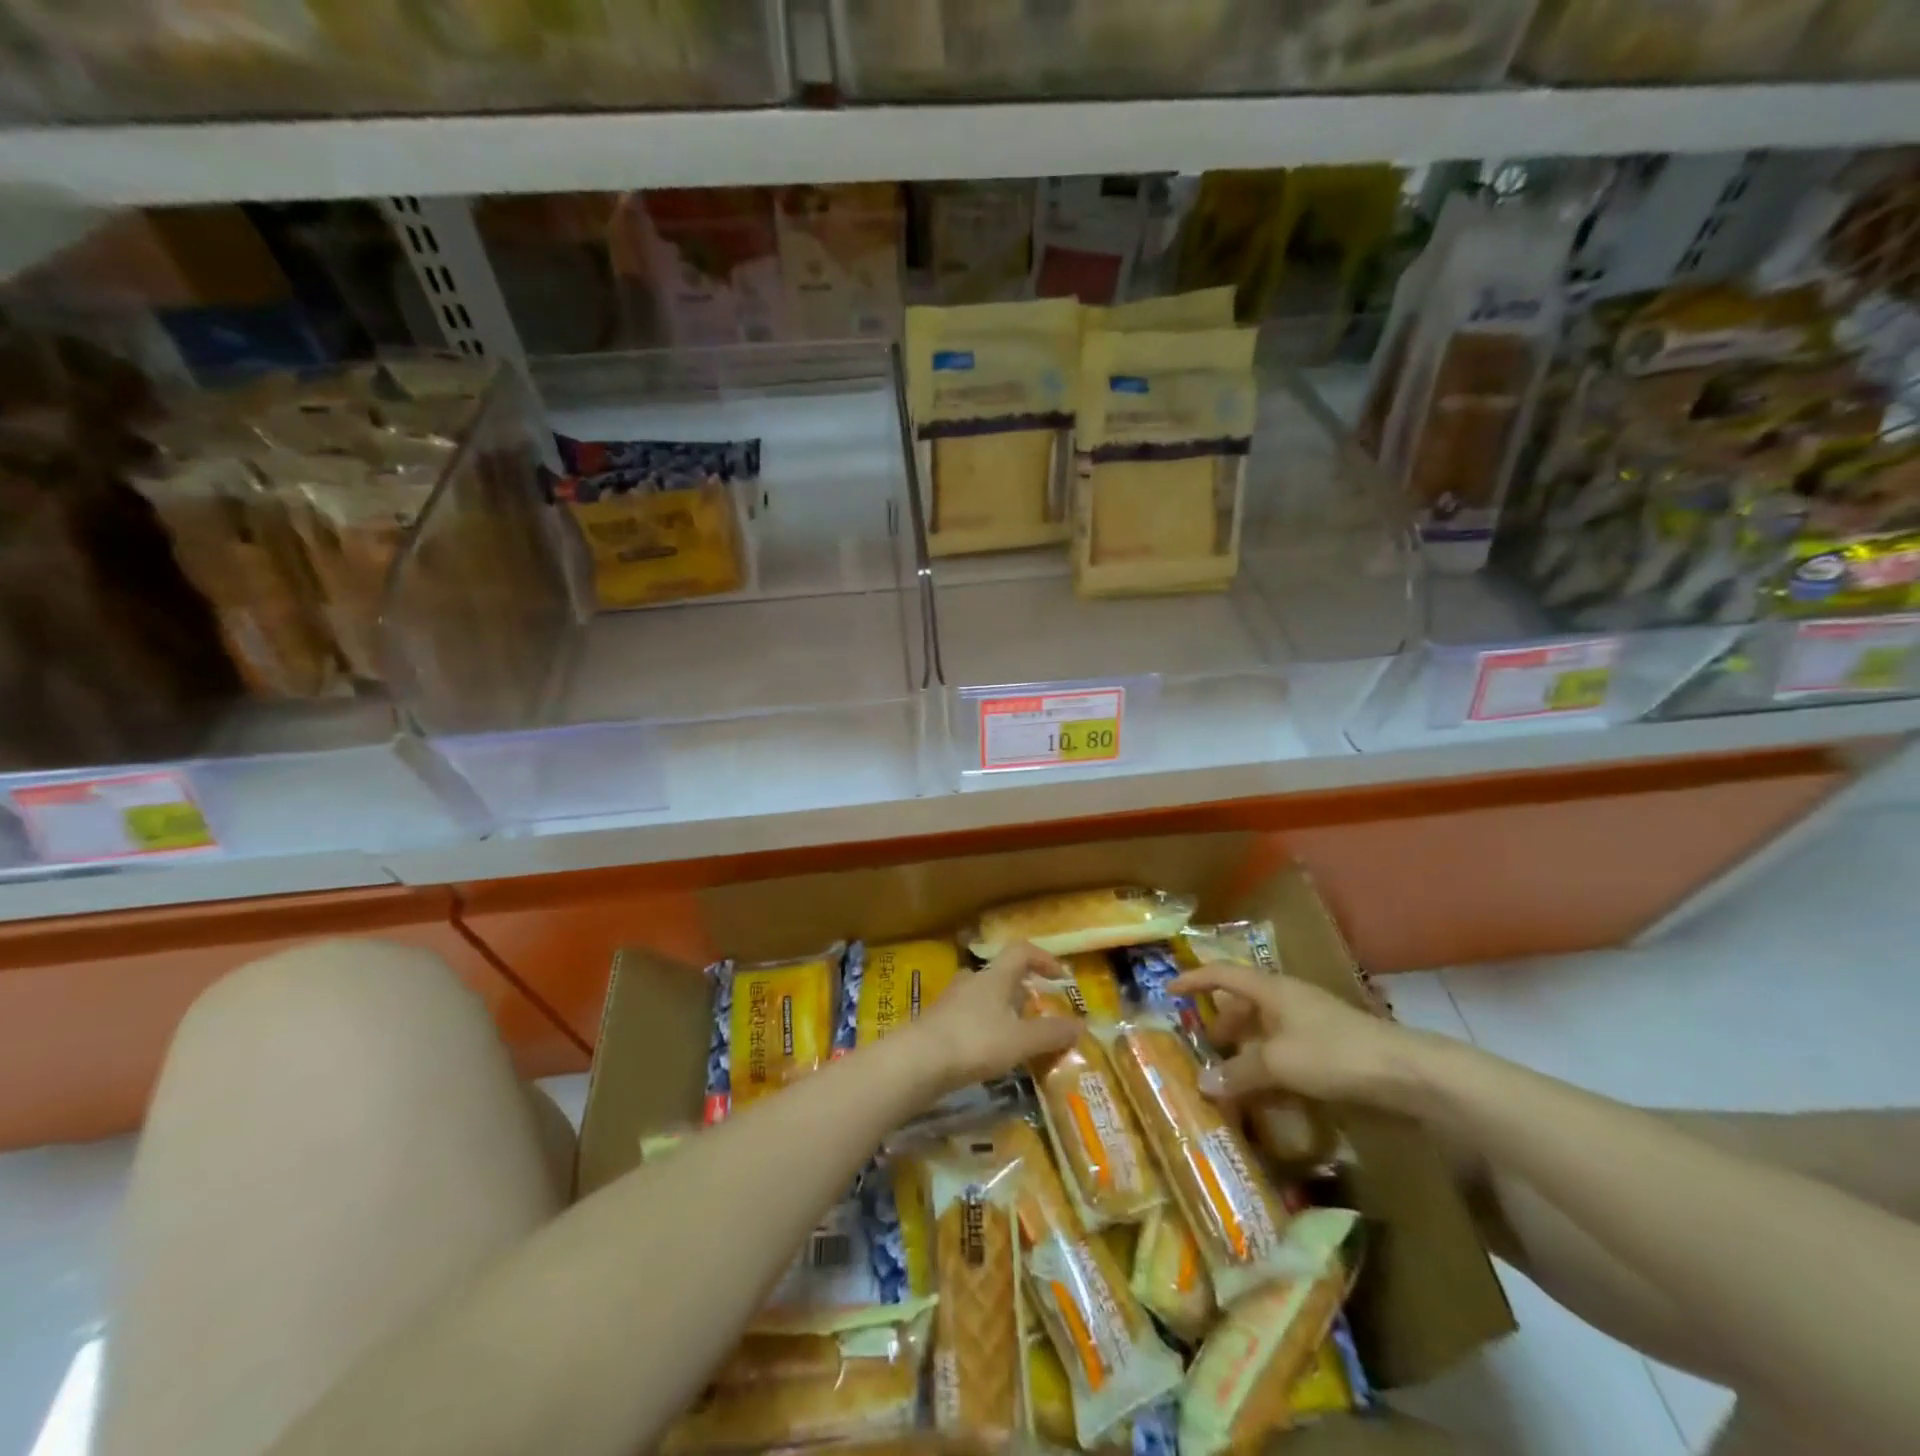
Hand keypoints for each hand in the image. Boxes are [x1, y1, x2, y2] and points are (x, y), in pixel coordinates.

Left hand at [906, 942, 1080, 1093]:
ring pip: (983, 998)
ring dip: (1002, 1011)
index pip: (1021, 951)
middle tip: (1038, 1012)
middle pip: (1001, 975)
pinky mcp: (936, 1024)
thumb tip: (1081, 1024)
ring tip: (1017, 1037)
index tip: (1061, 976)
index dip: (1043, 958)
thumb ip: (1051, 1033)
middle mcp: (971, 981)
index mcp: (994, 976)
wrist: (916, 1061)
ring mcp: (950, 1001)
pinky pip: (968, 1019)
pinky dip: (984, 1030)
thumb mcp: (1020, 1040)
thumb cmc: (974, 1042)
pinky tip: (989, 1054)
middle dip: (1022, 990)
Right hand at [1169, 964, 1431, 1110]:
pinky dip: (1269, 1066)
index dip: (1194, 980)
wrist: (1406, 1074)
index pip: (1222, 974)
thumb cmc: (1333, 1053)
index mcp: (1271, 989)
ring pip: (1266, 1030)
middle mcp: (1288, 1000)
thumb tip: (1202, 1084)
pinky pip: (1286, 1052)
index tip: (1169, 991)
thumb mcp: (1277, 1063)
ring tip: (1229, 1075)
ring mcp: (1311, 1024)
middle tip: (1201, 1047)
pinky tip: (1266, 1092)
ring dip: (1245, 1049)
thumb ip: (1239, 1072)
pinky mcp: (1330, 1049)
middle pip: (1244, 1003)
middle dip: (1221, 1022)